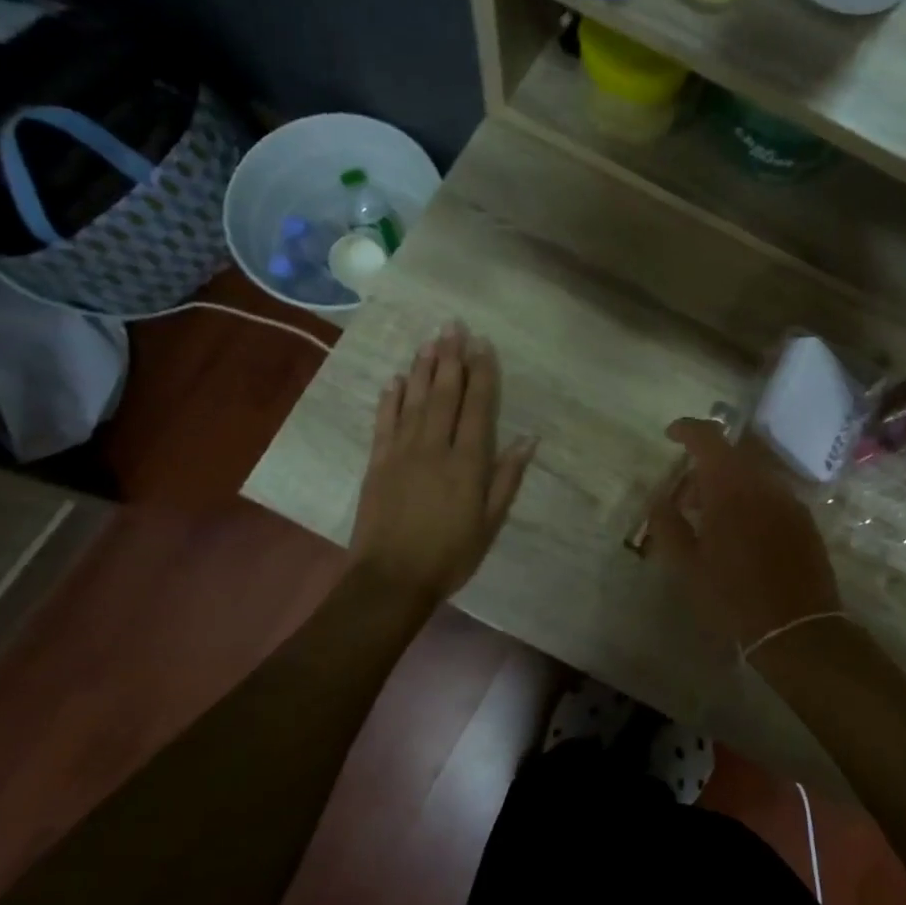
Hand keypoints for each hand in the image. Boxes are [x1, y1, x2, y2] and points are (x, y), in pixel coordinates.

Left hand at [350, 322, 535, 604]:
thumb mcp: (491, 522)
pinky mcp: (377, 463)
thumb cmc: (450, 554)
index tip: (483, 345)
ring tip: (429, 341)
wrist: (392, 579)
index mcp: (467, 463)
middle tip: (453, 325)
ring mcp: (401, 452)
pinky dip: (390, 399)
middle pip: (444, 394)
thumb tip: (527, 439)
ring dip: (421, 369)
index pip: (477, 408)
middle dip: (450, 358)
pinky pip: (384, 423)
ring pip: (413, 401)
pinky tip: (395, 380)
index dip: (482, 374)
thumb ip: (507, 478)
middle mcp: (434, 448)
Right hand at [645, 418, 840, 650]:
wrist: (797, 628)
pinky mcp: (805, 521)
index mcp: (731, 487)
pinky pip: (770, 496)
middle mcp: (764, 483)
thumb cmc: (732, 596)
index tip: (671, 435)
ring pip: (753, 476)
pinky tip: (740, 534)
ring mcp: (789, 500)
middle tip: (685, 498)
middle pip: (732, 456)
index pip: (708, 437)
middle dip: (705, 467)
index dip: (687, 429)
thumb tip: (659, 498)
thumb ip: (667, 524)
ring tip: (710, 520)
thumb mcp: (686, 565)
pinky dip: (750, 500)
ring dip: (728, 485)